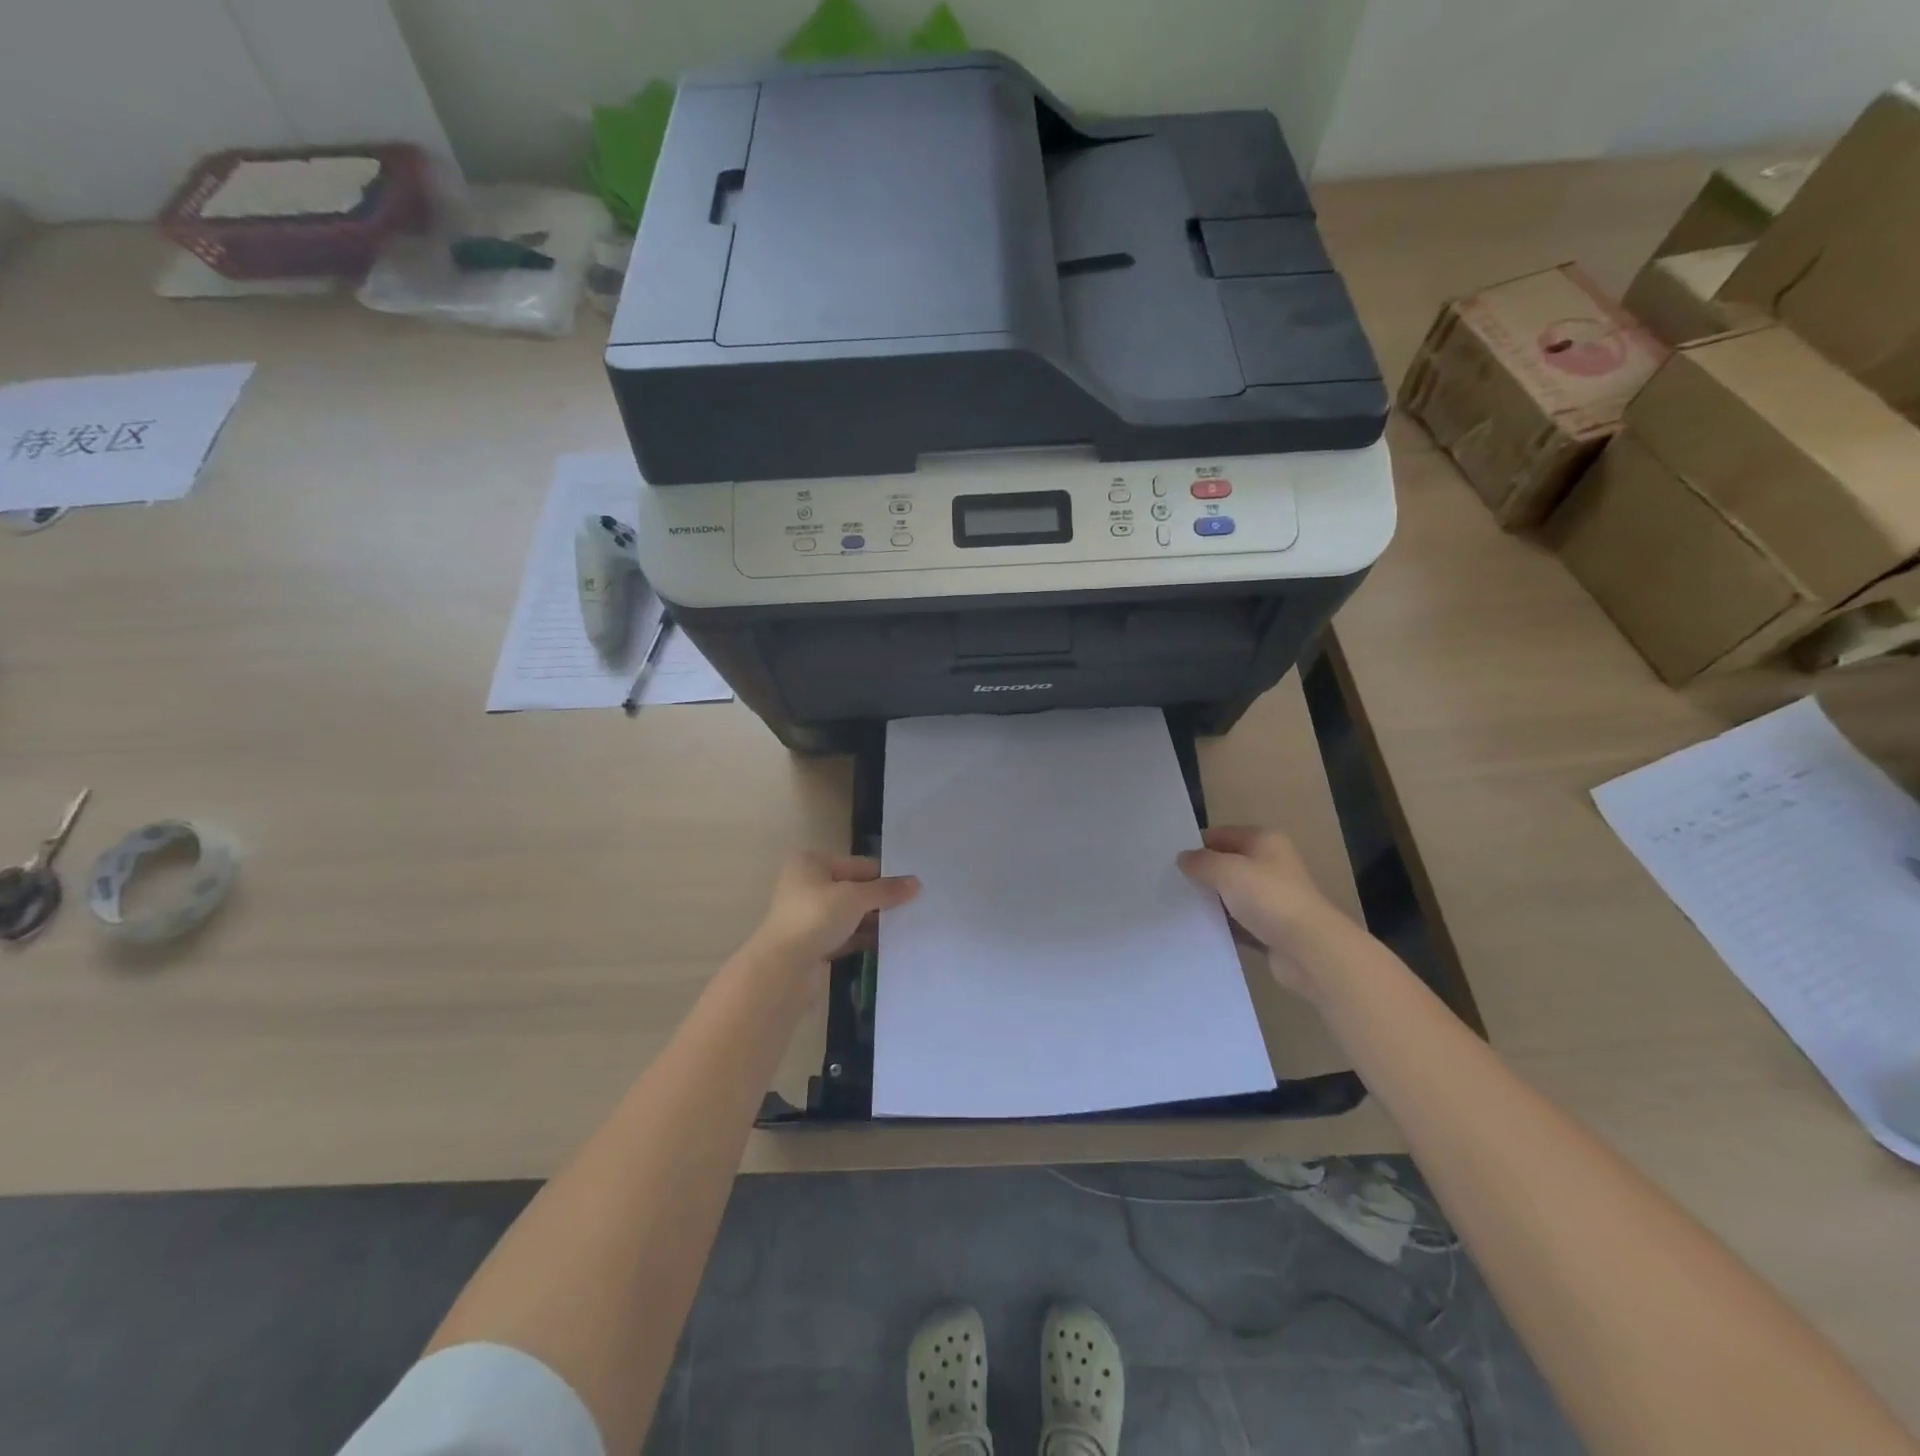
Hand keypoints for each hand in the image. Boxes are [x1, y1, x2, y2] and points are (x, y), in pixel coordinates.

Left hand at [746, 851, 920, 970]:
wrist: (783, 969)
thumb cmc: (816, 917)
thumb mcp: (856, 898)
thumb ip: (886, 890)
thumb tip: (917, 883)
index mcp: (812, 863)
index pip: (859, 864)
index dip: (885, 876)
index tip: (913, 888)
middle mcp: (808, 885)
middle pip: (854, 888)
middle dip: (880, 899)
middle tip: (915, 907)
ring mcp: (809, 916)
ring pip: (850, 914)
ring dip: (874, 920)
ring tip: (908, 925)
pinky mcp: (814, 944)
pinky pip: (846, 936)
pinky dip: (864, 938)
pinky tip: (889, 943)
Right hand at [1178, 826, 1345, 996]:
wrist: (1308, 949)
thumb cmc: (1268, 898)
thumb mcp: (1226, 871)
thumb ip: (1200, 862)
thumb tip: (1183, 859)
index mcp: (1265, 840)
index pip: (1221, 834)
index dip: (1197, 846)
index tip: (1170, 862)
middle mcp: (1271, 863)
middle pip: (1227, 863)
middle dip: (1202, 874)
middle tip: (1171, 884)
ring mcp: (1273, 896)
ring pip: (1232, 894)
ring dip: (1212, 901)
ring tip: (1180, 908)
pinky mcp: (1271, 926)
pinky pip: (1239, 920)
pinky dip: (1224, 924)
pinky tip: (1201, 929)